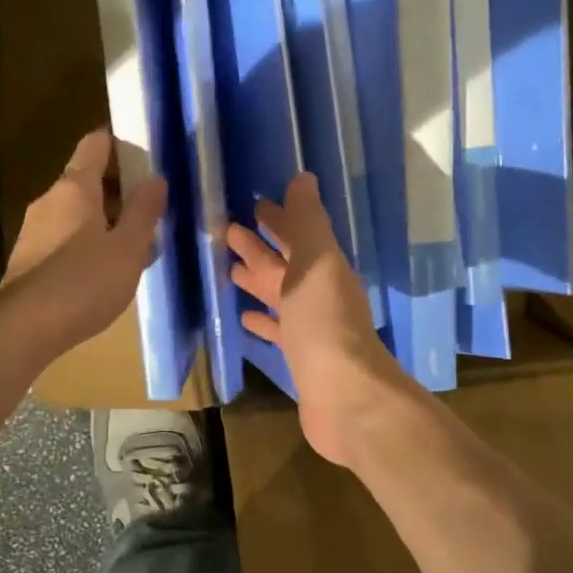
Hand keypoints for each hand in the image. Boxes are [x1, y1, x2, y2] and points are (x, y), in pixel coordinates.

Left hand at [0, 128, 166, 361]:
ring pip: (76, 211)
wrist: (23, 330)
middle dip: (119, 189)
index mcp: (74, 187)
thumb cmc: (83, 282)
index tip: (148, 159)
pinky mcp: (28, 258)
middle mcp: (49, 200)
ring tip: (135, 243)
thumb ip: (144, 211)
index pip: (96, 144)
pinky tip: (105, 269)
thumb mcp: (128, 248)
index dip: (122, 144)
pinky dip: (87, 242)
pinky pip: (64, 237)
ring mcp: (34, 229)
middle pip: (87, 179)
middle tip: (151, 209)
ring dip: (105, 219)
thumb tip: (156, 178)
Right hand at [226, 173, 407, 465]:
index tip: (253, 204)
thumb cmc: (325, 323)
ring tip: (229, 270)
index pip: (297, 235)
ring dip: (257, 281)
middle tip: (228, 231)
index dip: (277, 219)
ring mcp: (309, 327)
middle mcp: (318, 294)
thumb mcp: (317, 262)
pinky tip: (244, 318)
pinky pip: (277, 330)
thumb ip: (308, 222)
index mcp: (324, 268)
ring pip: (278, 296)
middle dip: (260, 248)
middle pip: (284, 264)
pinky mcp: (299, 357)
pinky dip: (262, 321)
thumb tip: (303, 178)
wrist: (344, 395)